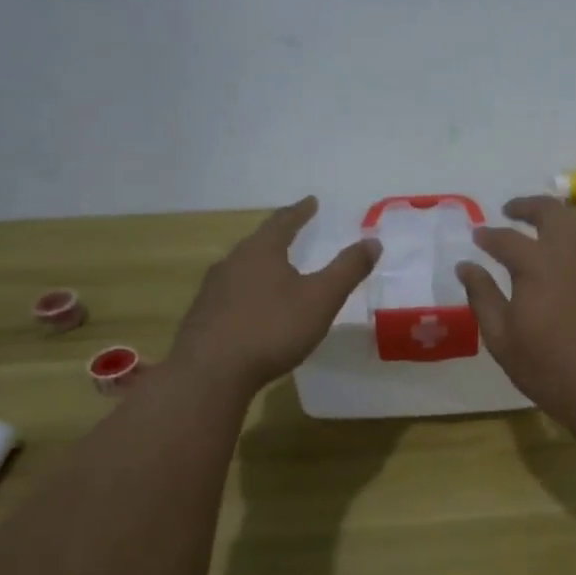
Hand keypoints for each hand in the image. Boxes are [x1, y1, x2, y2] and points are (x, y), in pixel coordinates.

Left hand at [169, 197, 379, 398]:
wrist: (210, 373)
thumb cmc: (272, 328)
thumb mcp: (321, 299)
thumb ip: (347, 269)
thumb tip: (373, 241)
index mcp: (261, 251)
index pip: (283, 222)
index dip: (300, 212)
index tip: (311, 202)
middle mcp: (232, 262)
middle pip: (258, 243)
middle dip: (277, 238)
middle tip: (293, 234)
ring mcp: (212, 290)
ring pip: (241, 269)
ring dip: (260, 267)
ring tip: (275, 271)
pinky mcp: (202, 317)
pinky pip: (230, 295)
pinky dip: (247, 294)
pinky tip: (253, 310)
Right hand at [456, 195, 575, 428]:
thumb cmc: (550, 371)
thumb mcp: (502, 340)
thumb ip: (482, 296)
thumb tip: (466, 265)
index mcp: (537, 265)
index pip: (506, 238)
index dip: (488, 234)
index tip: (477, 235)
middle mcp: (572, 253)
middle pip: (551, 212)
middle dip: (527, 206)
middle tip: (511, 211)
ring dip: (556, 218)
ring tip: (541, 228)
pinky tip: (570, 264)